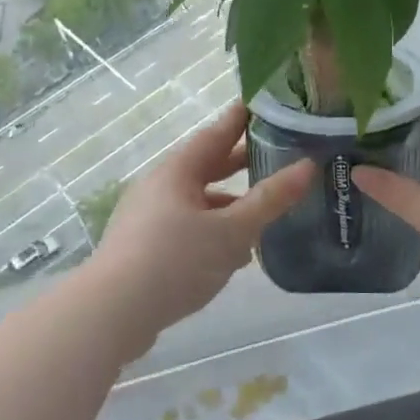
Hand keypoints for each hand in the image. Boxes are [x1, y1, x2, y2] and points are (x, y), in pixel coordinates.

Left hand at [88, 103, 314, 354]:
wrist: (112, 313)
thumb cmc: (175, 260)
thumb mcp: (231, 231)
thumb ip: (270, 200)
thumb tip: (307, 166)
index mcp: (177, 171)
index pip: (215, 134)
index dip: (240, 120)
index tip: (263, 105)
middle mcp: (159, 187)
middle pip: (205, 167)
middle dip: (239, 163)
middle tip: (275, 154)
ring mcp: (147, 218)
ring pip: (197, 202)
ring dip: (228, 205)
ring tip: (262, 214)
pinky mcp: (143, 248)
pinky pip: (186, 228)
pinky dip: (212, 232)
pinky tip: (232, 256)